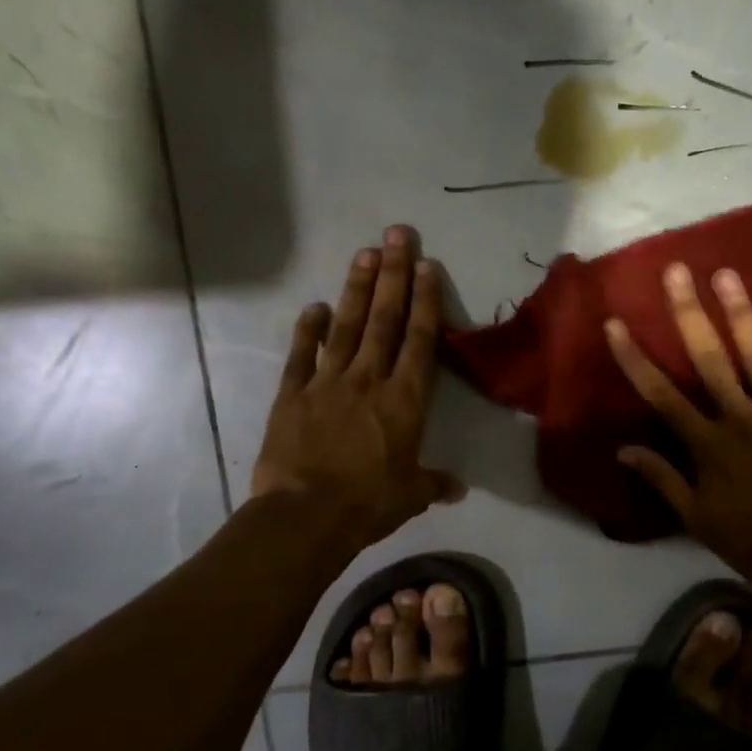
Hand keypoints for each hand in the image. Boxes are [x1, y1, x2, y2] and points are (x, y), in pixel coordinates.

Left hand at [252, 225, 463, 550]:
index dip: (425, 300)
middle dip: (393, 274)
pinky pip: (301, 355)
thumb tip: (458, 489)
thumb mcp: (411, 496)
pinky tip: (315, 307)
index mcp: (404, 400)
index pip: (419, 340)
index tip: (427, 265)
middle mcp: (368, 379)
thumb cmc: (368, 503)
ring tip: (365, 253)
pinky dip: (308, 330)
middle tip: (397, 234)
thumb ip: (434, 483)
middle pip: (385, 319)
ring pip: (347, 326)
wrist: (306, 515)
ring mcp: (327, 382)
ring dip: (358, 288)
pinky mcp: (293, 394)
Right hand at [606, 263, 751, 590]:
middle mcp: (739, 417)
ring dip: (741, 313)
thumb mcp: (697, 518)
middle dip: (689, 314)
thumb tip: (623, 449)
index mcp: (707, 443)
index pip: (661, 394)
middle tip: (677, 272)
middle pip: (709, 359)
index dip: (635, 358)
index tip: (615, 324)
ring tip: (727, 274)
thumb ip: (662, 478)